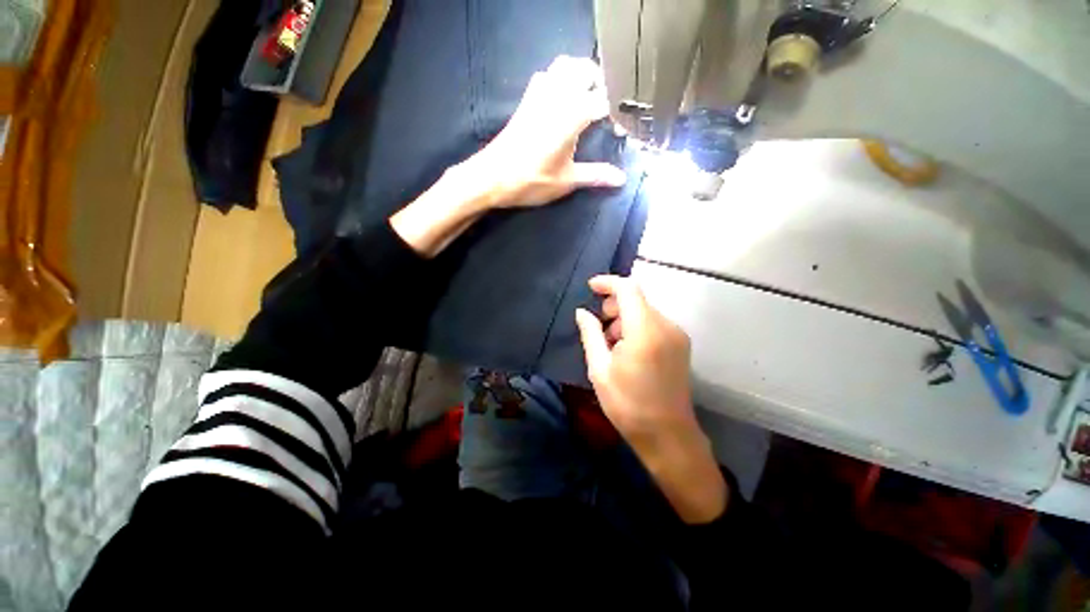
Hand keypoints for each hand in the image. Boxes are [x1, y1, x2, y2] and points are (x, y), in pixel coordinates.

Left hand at [391, 56, 625, 256]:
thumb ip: (595, 176)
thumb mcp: (566, 181)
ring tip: (587, 97)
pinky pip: (545, 76)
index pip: (602, 102)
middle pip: (584, 70)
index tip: (618, 130)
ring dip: (578, 74)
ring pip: (563, 66)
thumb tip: (621, 179)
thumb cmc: (531, 181)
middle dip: (599, 83)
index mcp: (571, 116)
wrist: (492, 177)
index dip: (614, 114)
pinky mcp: (526, 101)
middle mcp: (556, 97)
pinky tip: (561, 99)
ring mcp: (538, 95)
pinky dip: (558, 78)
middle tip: (606, 107)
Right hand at [575, 275, 727, 523]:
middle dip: (614, 305)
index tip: (590, 287)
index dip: (608, 283)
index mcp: (645, 330)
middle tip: (597, 326)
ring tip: (610, 343)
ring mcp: (677, 335)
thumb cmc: (628, 404)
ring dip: (624, 318)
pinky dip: (636, 327)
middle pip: (637, 299)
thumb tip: (582, 312)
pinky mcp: (681, 345)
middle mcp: (666, 326)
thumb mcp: (599, 369)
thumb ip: (590, 334)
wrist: (667, 436)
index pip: (628, 289)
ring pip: (645, 312)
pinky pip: (654, 324)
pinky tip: (626, 349)